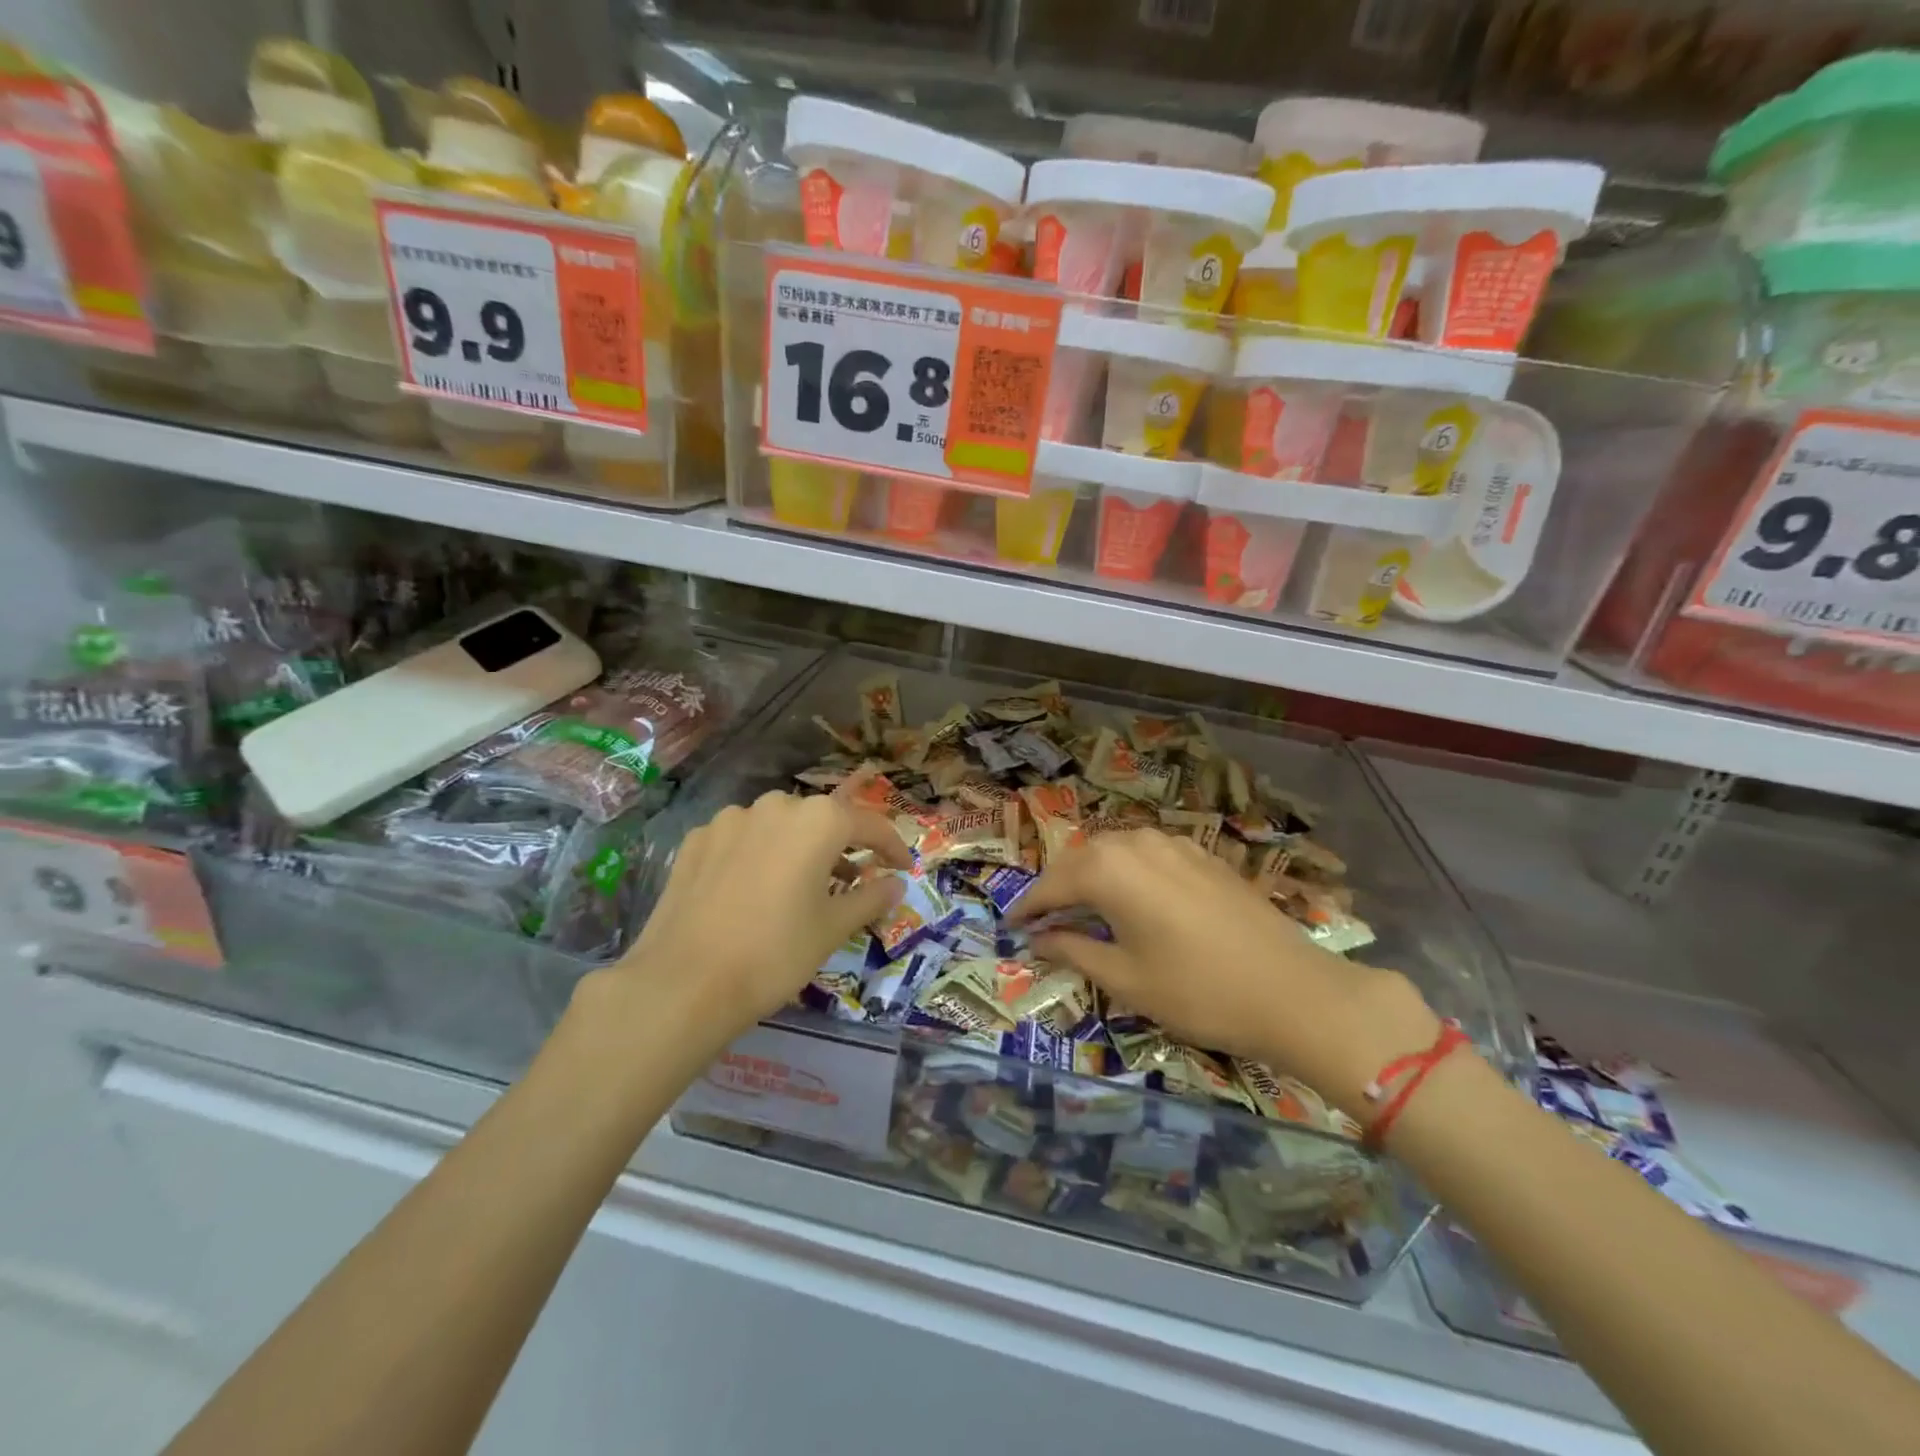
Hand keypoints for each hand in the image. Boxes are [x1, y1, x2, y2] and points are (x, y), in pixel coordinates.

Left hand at [589, 791, 910, 1052]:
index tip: (903, 867)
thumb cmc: (775, 953)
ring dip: (797, 846)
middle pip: (822, 819)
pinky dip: (758, 854)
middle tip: (852, 879)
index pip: (869, 824)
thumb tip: (896, 885)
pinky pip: (741, 838)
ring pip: (778, 825)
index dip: (892, 846)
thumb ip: (870, 898)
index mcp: (818, 820)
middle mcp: (776, 805)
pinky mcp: (696, 839)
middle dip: (842, 845)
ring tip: (800, 883)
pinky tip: (752, 887)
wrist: (684, 982)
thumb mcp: (833, 928)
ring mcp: (730, 819)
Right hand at [1008, 830, 1440, 1119]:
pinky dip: (1125, 872)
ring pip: (1114, 851)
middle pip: (1080, 860)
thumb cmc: (1197, 991)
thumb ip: (1073, 951)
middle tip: (1042, 920)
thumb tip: (1039, 938)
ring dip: (1091, 875)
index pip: (1051, 885)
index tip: (1009, 927)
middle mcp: (1135, 843)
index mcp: (1109, 870)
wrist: (1293, 990)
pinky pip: (1146, 854)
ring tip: (1082, 908)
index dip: (1027, 907)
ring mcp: (1173, 844)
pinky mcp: (1201, 855)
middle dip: (1057, 888)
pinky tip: (1131, 897)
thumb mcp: (1125, 979)